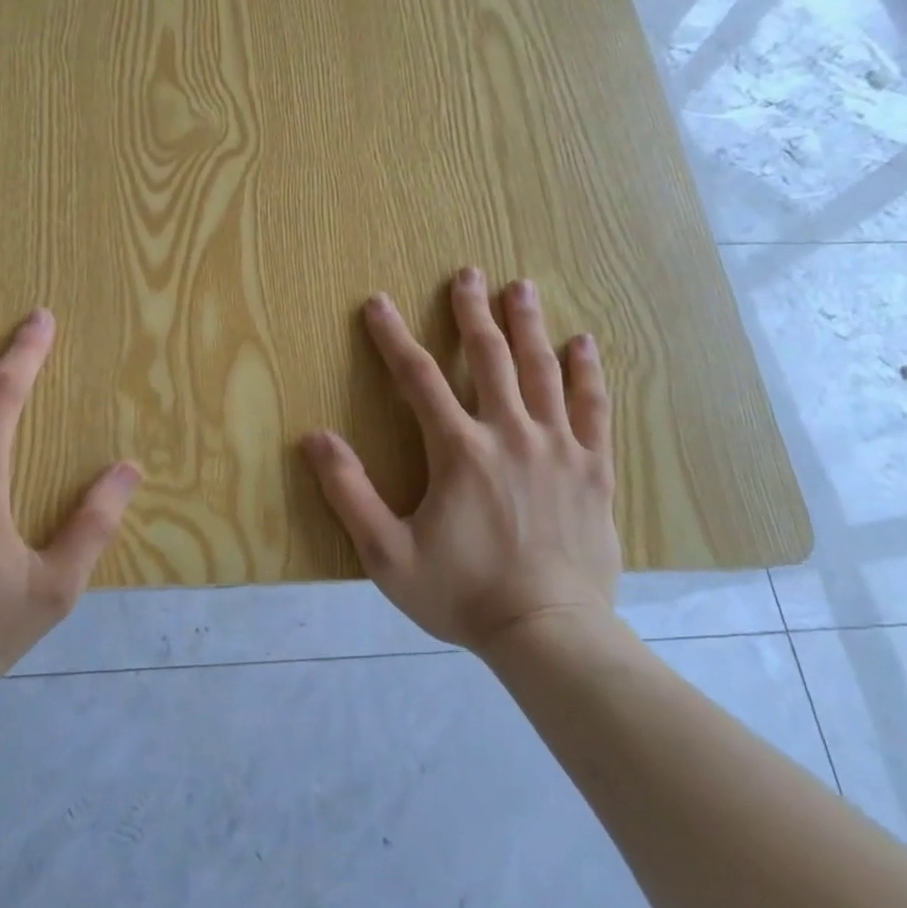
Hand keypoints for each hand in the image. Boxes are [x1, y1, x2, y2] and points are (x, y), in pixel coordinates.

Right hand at [300, 267, 619, 652]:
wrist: (550, 634)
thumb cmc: (462, 593)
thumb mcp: (387, 553)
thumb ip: (349, 492)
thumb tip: (313, 438)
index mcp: (459, 450)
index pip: (418, 377)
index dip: (393, 337)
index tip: (377, 302)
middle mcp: (510, 434)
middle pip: (489, 358)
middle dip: (473, 312)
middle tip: (468, 273)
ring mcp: (558, 448)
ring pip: (541, 371)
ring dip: (528, 325)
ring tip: (521, 286)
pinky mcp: (593, 469)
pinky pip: (592, 408)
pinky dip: (586, 373)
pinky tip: (584, 343)